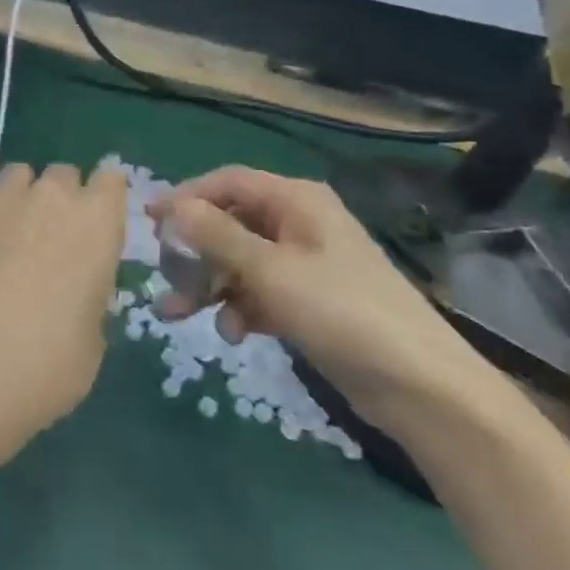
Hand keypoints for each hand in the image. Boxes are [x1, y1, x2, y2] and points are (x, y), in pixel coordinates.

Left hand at [0, 163, 127, 473]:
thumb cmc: (56, 356)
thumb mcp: (93, 333)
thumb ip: (88, 295)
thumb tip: (72, 293)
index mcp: (99, 220)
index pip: (111, 179)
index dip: (102, 197)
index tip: (95, 221)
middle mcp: (53, 195)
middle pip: (62, 173)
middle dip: (59, 196)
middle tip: (49, 235)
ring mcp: (4, 196)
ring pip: (16, 173)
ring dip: (18, 195)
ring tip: (6, 231)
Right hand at [150, 168, 506, 434]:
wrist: (420, 387)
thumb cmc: (342, 311)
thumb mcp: (271, 270)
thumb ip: (217, 236)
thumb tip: (173, 207)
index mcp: (296, 202)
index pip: (228, 183)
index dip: (186, 197)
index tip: (149, 221)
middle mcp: (299, 225)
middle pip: (231, 223)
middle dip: (194, 250)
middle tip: (161, 272)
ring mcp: (305, 265)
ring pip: (240, 262)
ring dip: (209, 285)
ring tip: (177, 314)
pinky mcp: (309, 302)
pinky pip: (259, 293)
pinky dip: (240, 308)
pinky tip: (233, 334)